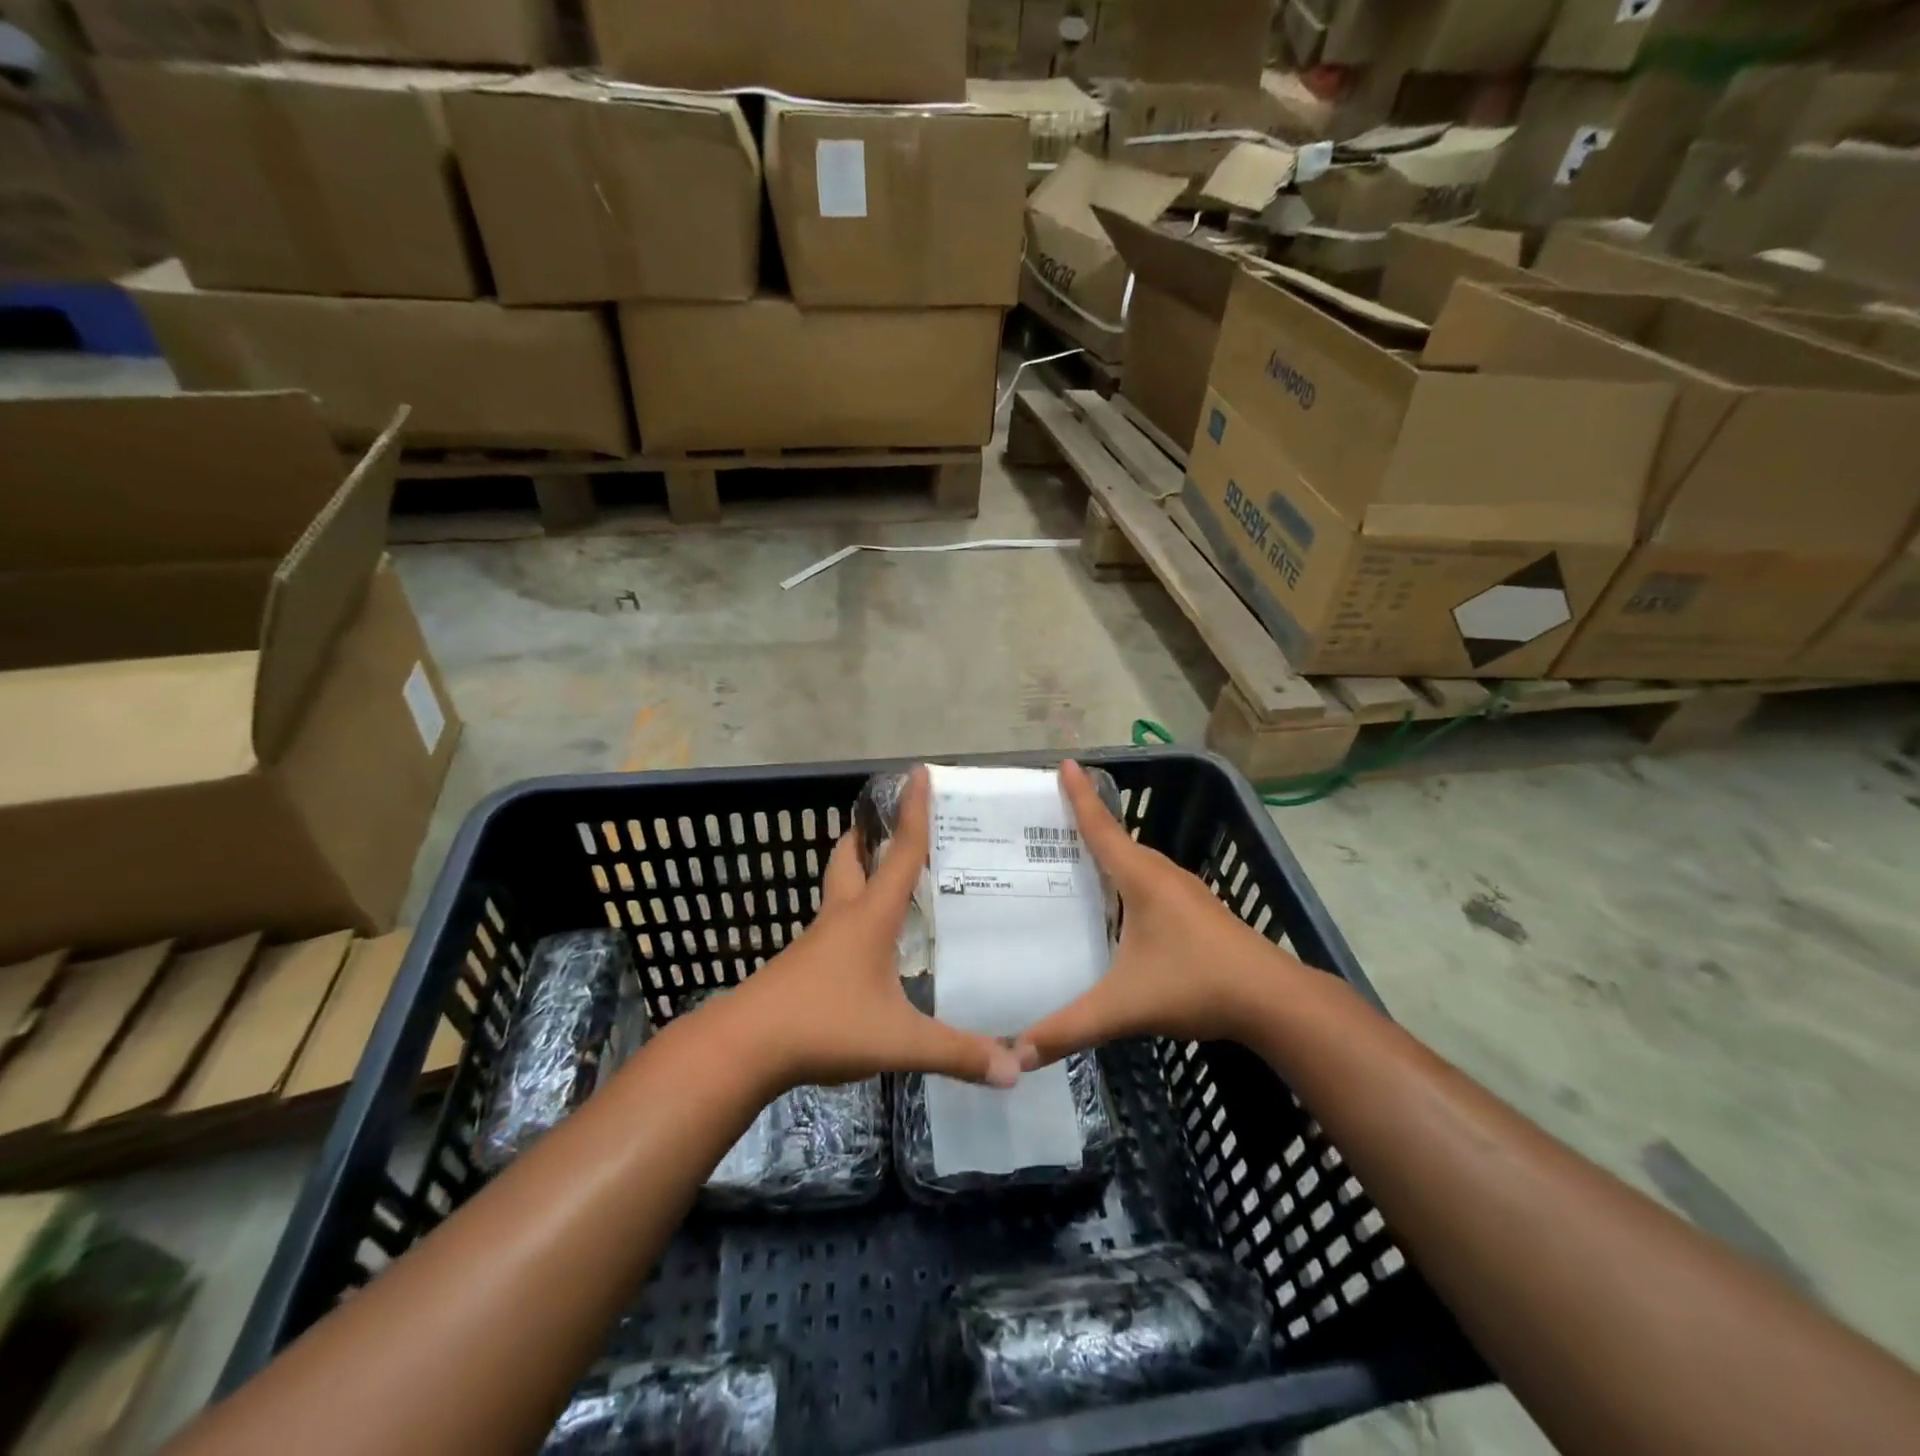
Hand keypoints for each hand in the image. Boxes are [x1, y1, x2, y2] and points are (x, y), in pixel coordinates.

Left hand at [718, 766, 1025, 1093]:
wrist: (743, 1048)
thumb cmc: (824, 1025)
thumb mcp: (899, 1041)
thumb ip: (957, 1053)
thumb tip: (1016, 1070)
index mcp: (870, 917)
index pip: (902, 853)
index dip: (914, 812)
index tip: (920, 772)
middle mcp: (842, 917)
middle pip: (851, 860)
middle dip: (868, 836)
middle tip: (890, 824)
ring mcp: (817, 941)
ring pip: (838, 891)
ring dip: (857, 873)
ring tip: (885, 875)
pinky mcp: (802, 966)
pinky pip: (833, 925)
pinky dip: (851, 915)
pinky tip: (867, 943)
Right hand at [1020, 760, 1309, 1063]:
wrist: (1274, 1001)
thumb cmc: (1197, 984)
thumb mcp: (1125, 1007)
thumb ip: (1070, 1028)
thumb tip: (1015, 1054)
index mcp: (1142, 878)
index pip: (1101, 828)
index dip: (1079, 796)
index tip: (1064, 762)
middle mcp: (1163, 875)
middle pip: (1117, 840)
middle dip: (1084, 824)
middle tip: (1045, 825)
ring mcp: (1185, 892)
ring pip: (1137, 862)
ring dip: (1108, 853)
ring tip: (1073, 861)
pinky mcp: (1198, 912)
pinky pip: (1151, 881)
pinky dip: (1126, 878)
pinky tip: (1117, 905)